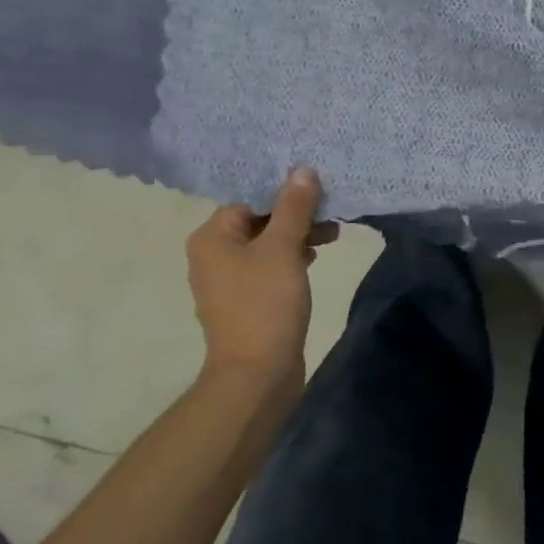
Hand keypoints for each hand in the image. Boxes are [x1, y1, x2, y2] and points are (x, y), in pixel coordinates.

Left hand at [186, 169, 338, 405]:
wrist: (257, 374)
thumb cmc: (265, 303)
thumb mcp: (283, 248)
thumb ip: (294, 207)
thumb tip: (302, 169)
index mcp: (211, 238)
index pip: (249, 199)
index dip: (284, 193)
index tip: (318, 192)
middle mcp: (213, 255)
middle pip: (259, 220)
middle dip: (296, 215)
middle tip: (331, 215)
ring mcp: (228, 281)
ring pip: (267, 245)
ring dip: (298, 237)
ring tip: (332, 237)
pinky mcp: (247, 301)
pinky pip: (269, 267)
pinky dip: (291, 259)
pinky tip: (315, 260)